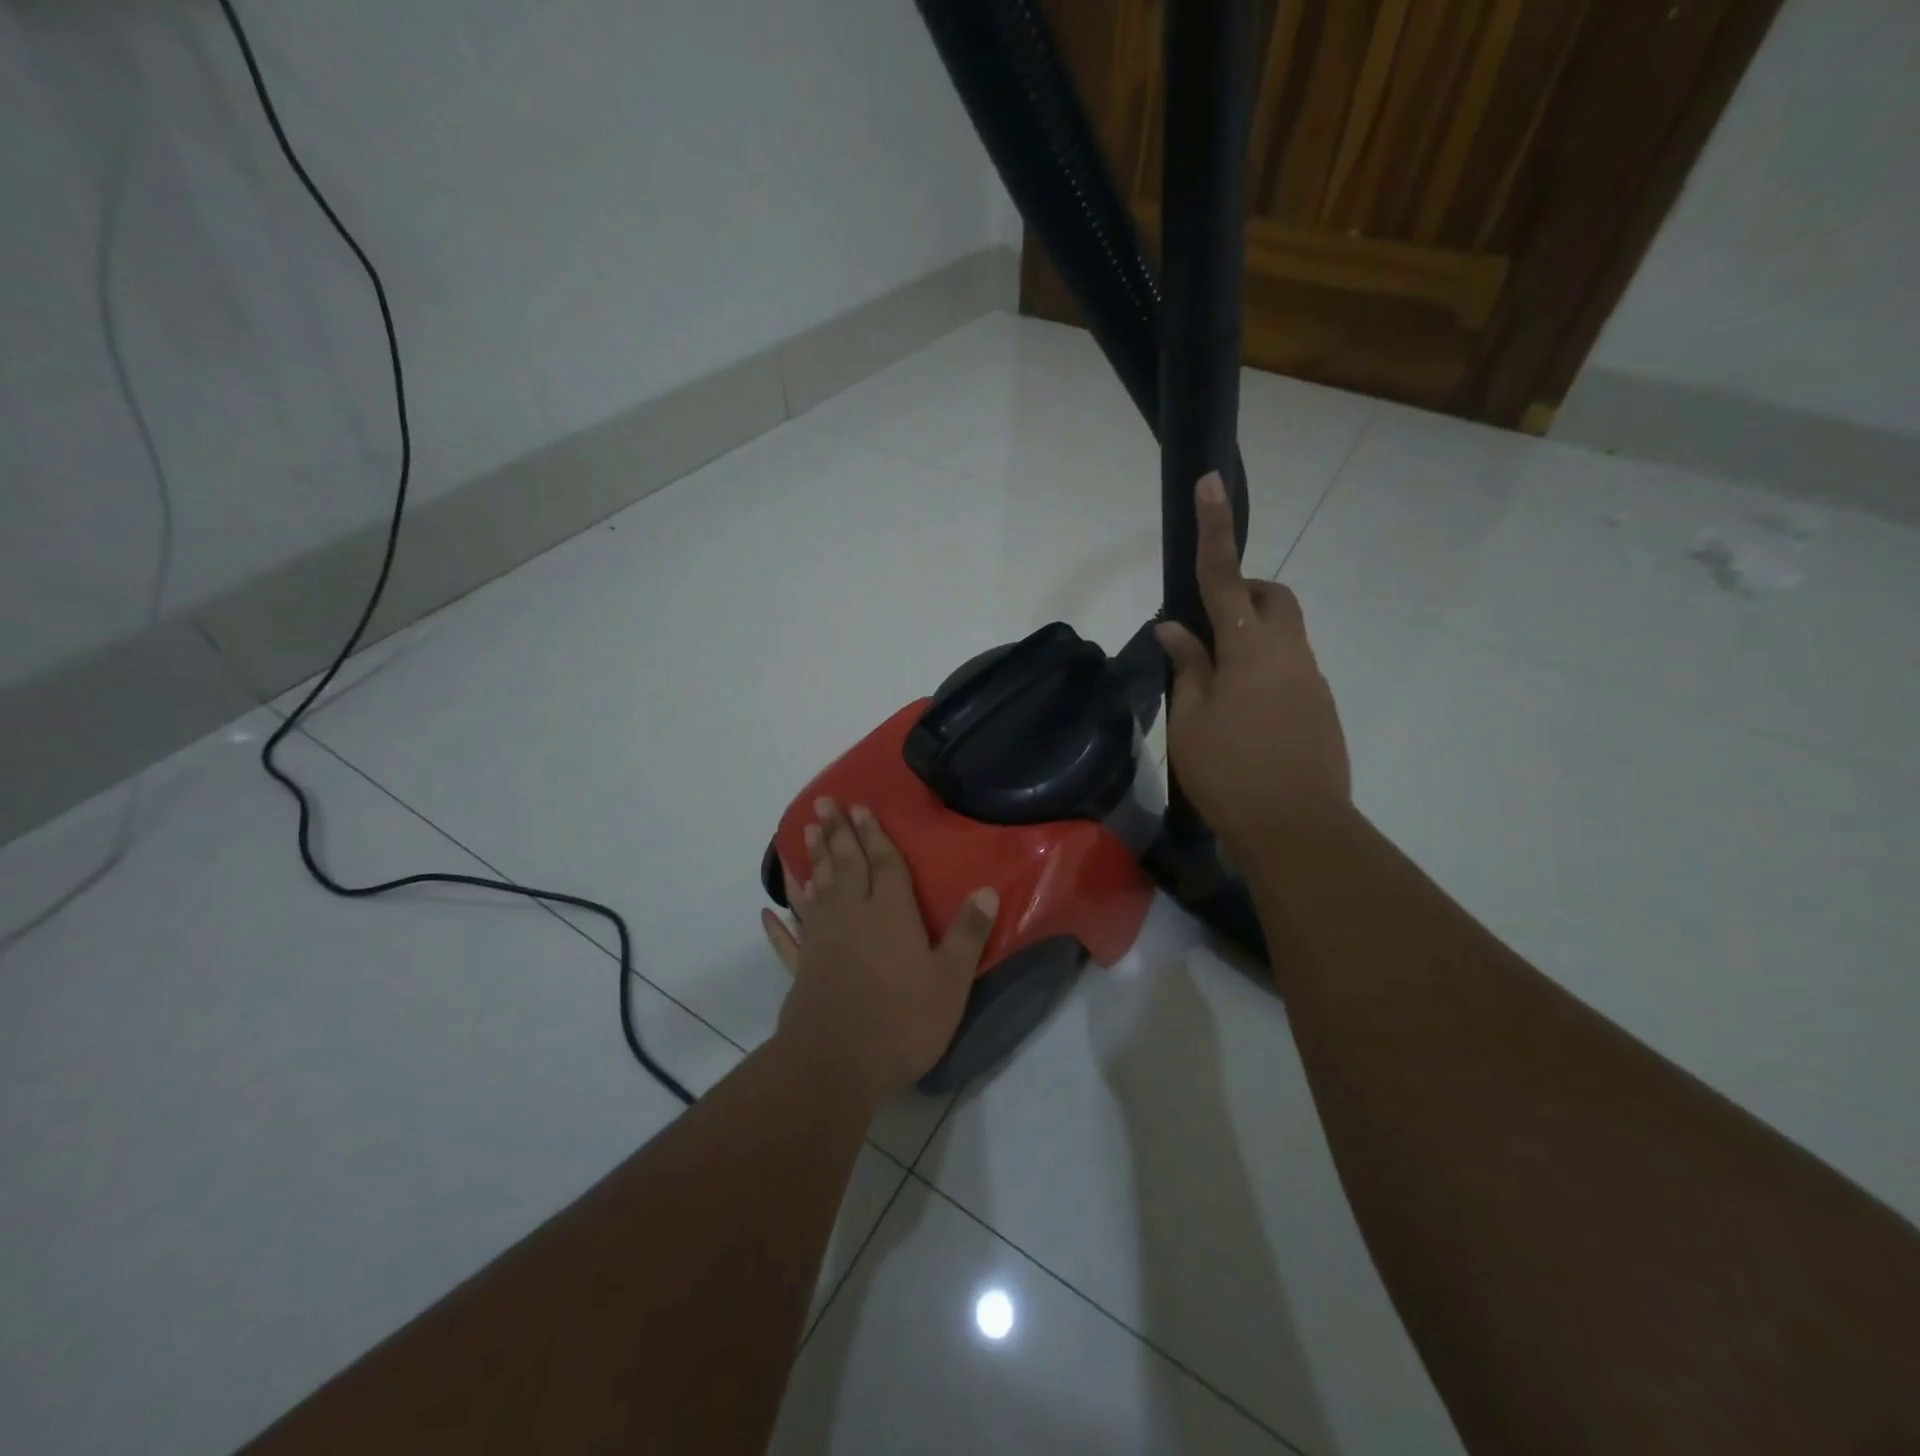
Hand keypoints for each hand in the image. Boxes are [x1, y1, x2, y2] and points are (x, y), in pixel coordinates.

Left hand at [761, 799, 999, 1103]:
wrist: (837, 1063)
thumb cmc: (902, 1019)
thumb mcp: (950, 979)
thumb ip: (968, 933)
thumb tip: (987, 890)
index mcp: (890, 913)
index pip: (884, 864)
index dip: (874, 835)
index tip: (859, 807)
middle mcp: (852, 916)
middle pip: (844, 866)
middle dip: (838, 833)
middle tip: (824, 804)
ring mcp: (822, 941)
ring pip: (816, 890)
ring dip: (812, 860)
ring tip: (804, 833)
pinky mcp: (802, 969)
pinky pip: (788, 939)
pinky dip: (779, 925)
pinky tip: (768, 911)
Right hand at [1155, 472, 1351, 868]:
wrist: (1298, 831)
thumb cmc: (1230, 773)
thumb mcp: (1190, 720)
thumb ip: (1186, 667)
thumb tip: (1176, 629)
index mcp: (1250, 649)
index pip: (1225, 578)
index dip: (1215, 530)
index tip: (1211, 482)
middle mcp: (1289, 653)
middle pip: (1271, 599)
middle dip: (1242, 593)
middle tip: (1205, 629)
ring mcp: (1311, 681)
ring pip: (1282, 635)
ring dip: (1250, 640)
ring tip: (1214, 688)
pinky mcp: (1321, 708)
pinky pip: (1289, 669)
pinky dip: (1263, 672)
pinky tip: (1241, 718)